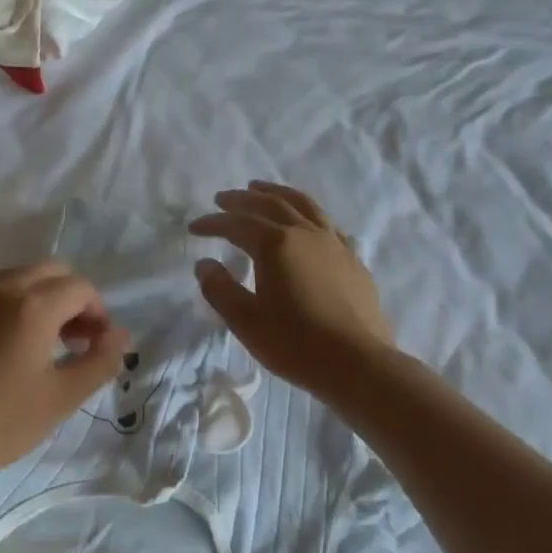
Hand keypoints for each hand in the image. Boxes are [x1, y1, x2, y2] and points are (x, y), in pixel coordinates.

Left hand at [0, 262, 130, 483]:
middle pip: (48, 271)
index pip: (80, 287)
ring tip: (36, 341)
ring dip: (36, 298)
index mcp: (32, 306)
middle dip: (69, 297)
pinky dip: (1, 307)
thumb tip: (120, 334)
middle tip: (71, 338)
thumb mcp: (63, 397)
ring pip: (14, 278)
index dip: (97, 311)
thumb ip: (101, 360)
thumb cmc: (2, 422)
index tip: (95, 343)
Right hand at [191, 181, 395, 395]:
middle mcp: (305, 233)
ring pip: (302, 204)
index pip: (237, 224)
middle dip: (242, 199)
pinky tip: (304, 223)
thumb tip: (204, 264)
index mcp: (275, 245)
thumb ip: (220, 289)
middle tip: (223, 198)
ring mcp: (333, 243)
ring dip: (277, 192)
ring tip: (261, 188)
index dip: (213, 223)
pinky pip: (325, 222)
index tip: (194, 227)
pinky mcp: (352, 258)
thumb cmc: (296, 344)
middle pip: (269, 203)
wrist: (358, 364)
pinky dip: (306, 213)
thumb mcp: (246, 321)